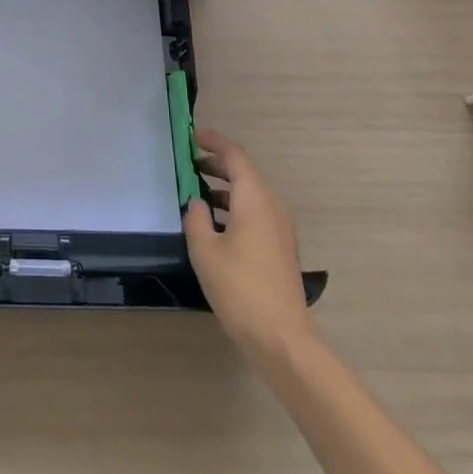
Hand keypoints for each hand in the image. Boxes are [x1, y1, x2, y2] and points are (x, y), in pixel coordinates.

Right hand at [183, 128, 314, 355]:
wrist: (281, 337)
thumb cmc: (239, 288)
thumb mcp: (205, 250)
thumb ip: (196, 218)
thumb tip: (197, 202)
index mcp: (254, 199)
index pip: (235, 156)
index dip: (214, 142)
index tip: (193, 136)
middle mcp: (272, 206)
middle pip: (245, 173)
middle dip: (218, 164)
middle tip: (190, 163)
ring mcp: (281, 227)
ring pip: (252, 193)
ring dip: (226, 188)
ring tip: (198, 192)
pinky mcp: (282, 247)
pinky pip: (258, 212)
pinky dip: (236, 206)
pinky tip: (216, 223)